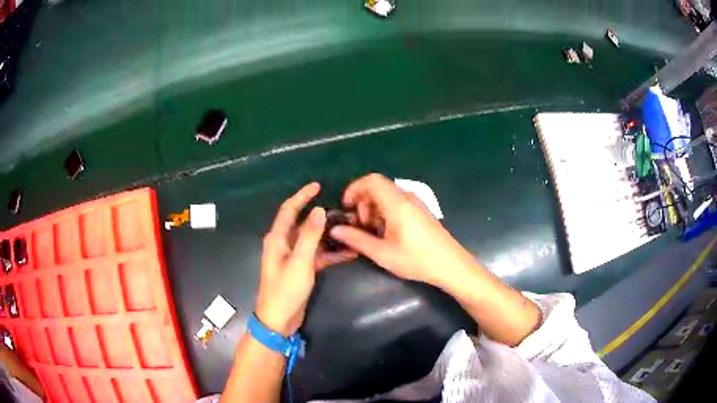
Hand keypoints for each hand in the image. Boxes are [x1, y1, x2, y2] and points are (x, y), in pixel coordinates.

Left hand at [255, 183, 356, 335]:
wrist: (279, 320)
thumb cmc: (285, 290)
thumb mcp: (299, 263)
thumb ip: (309, 236)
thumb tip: (319, 210)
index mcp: (277, 239)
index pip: (289, 210)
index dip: (302, 196)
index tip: (318, 185)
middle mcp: (283, 244)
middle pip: (302, 223)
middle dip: (320, 216)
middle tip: (341, 210)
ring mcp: (292, 257)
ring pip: (312, 240)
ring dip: (328, 235)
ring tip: (349, 229)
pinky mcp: (301, 269)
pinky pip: (317, 255)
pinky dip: (330, 253)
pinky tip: (349, 252)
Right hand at [329, 174, 477, 288]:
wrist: (451, 265)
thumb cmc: (417, 260)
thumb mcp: (382, 253)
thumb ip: (356, 239)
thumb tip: (335, 230)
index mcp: (397, 203)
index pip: (371, 180)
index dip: (354, 189)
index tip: (347, 208)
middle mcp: (406, 197)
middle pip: (378, 187)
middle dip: (363, 203)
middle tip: (361, 226)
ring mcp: (416, 203)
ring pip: (387, 195)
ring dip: (374, 209)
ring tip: (374, 233)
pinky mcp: (421, 210)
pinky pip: (397, 202)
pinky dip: (385, 212)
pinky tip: (388, 234)